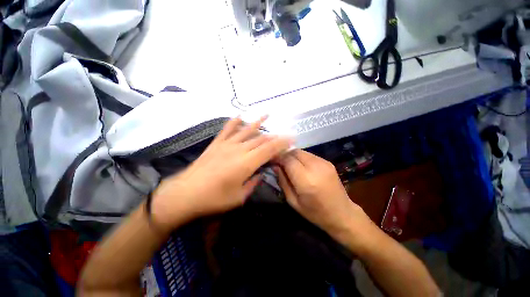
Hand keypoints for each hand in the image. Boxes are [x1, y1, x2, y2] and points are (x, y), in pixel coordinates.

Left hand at [151, 117, 291, 231]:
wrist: (185, 194)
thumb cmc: (214, 199)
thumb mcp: (239, 197)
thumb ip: (253, 183)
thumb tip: (261, 174)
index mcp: (246, 163)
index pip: (269, 149)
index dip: (282, 143)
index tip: (291, 139)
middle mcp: (239, 149)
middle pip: (261, 139)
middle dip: (274, 136)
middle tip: (283, 135)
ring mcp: (226, 144)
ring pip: (247, 130)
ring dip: (258, 122)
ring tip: (267, 114)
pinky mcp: (216, 143)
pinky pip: (228, 129)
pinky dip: (235, 121)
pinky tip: (241, 115)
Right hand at [276, 150, 371, 239]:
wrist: (342, 214)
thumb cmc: (315, 213)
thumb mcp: (293, 201)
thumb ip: (283, 181)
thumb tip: (275, 166)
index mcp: (306, 181)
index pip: (287, 160)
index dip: (278, 157)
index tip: (271, 160)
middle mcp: (315, 168)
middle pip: (294, 152)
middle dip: (284, 155)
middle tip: (279, 162)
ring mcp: (323, 163)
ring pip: (301, 151)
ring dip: (292, 155)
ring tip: (288, 164)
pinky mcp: (328, 162)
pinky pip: (309, 155)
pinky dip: (301, 157)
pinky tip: (300, 166)